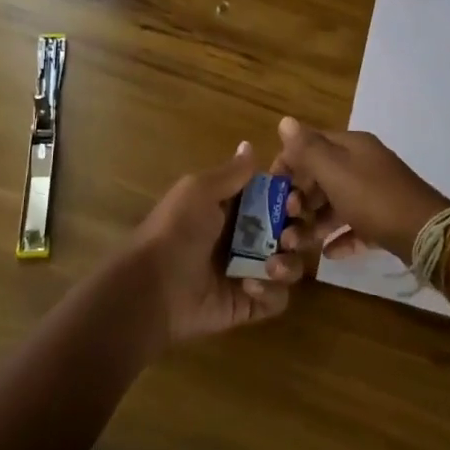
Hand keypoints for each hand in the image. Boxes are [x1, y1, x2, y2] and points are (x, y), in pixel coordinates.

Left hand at [111, 142, 290, 351]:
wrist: (152, 287)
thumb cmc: (176, 230)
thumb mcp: (199, 191)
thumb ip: (231, 173)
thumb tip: (249, 145)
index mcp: (233, 208)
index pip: (276, 198)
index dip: (291, 197)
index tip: (294, 199)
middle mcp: (245, 238)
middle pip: (290, 231)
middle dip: (297, 231)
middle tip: (288, 236)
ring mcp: (249, 272)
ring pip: (290, 264)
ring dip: (289, 263)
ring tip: (271, 265)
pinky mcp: (250, 304)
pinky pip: (278, 298)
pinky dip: (271, 291)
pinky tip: (248, 286)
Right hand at [267, 117, 449, 280]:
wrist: (427, 234)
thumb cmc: (373, 198)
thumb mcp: (335, 171)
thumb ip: (307, 149)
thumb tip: (284, 121)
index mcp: (352, 146)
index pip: (311, 144)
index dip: (288, 162)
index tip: (270, 188)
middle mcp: (365, 164)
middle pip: (323, 175)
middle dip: (300, 197)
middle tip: (285, 220)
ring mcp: (377, 193)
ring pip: (337, 203)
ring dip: (315, 221)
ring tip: (298, 243)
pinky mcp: (386, 220)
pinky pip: (356, 226)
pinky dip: (340, 237)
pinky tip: (327, 254)